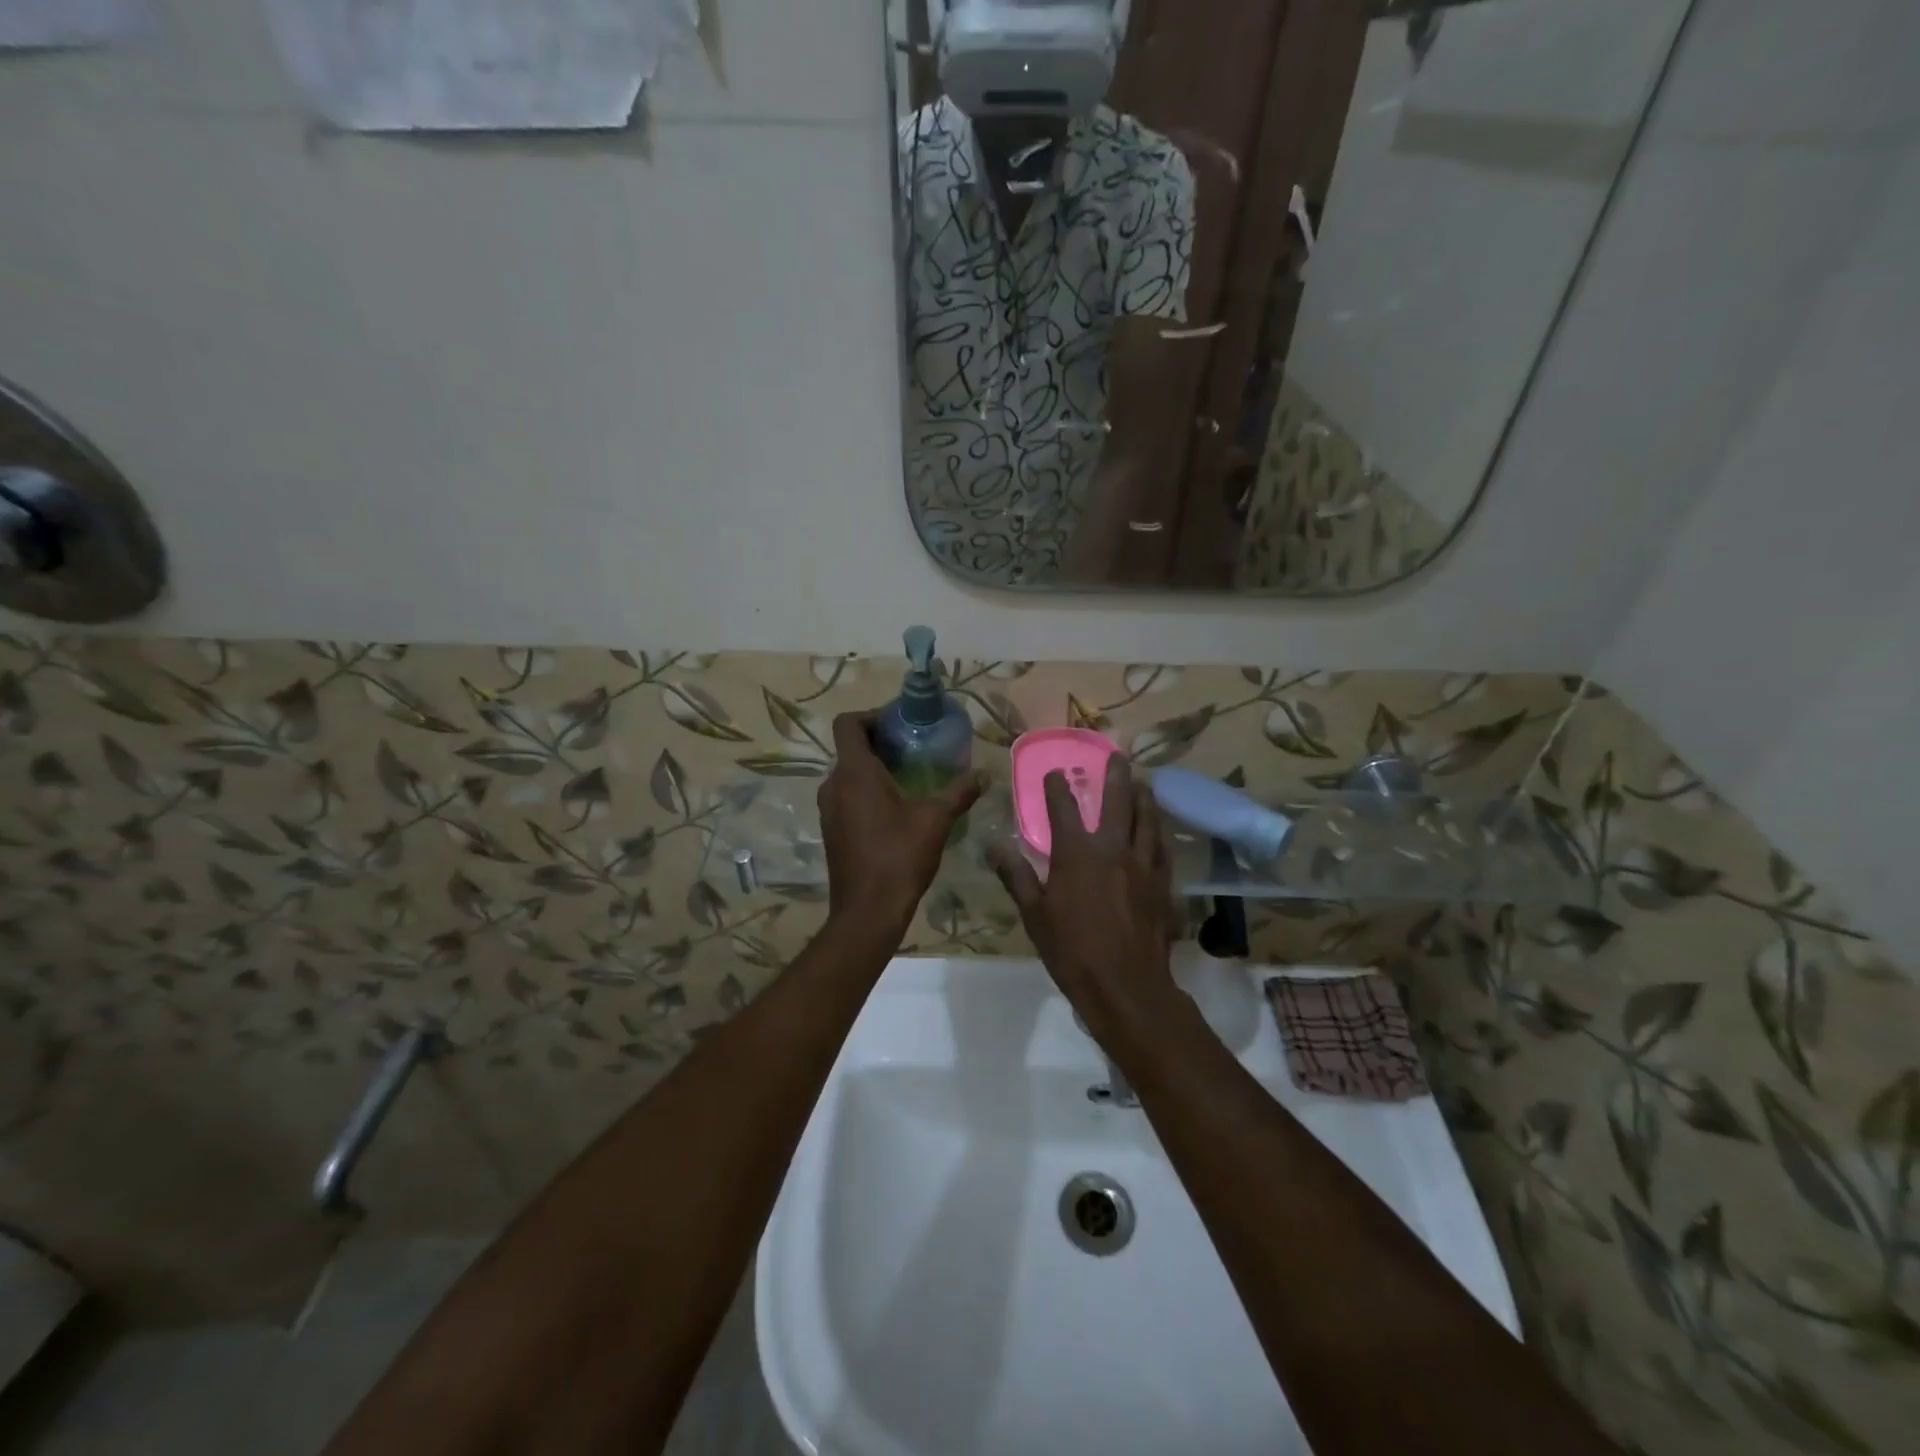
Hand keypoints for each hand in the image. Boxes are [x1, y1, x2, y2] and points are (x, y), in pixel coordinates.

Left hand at [820, 712, 984, 942]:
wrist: (867, 911)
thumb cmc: (899, 857)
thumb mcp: (935, 820)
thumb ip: (959, 792)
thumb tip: (985, 773)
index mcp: (854, 772)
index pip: (848, 723)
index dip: (871, 715)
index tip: (900, 723)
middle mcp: (834, 784)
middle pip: (850, 747)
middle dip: (880, 742)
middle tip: (914, 747)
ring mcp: (829, 809)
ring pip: (849, 773)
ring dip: (874, 767)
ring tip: (910, 775)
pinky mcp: (832, 829)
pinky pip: (847, 795)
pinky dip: (867, 790)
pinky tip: (897, 807)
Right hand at [990, 754, 1175, 1045]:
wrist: (1126, 985)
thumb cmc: (1072, 950)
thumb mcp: (1034, 914)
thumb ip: (1017, 875)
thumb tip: (995, 845)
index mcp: (1077, 853)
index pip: (1063, 808)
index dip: (1057, 787)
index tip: (1054, 772)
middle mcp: (1112, 848)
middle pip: (1117, 801)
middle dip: (1115, 775)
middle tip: (1118, 755)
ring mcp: (1142, 864)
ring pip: (1147, 819)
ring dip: (1144, 797)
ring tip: (1143, 783)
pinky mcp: (1162, 883)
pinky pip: (1161, 847)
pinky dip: (1157, 832)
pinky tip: (1157, 831)